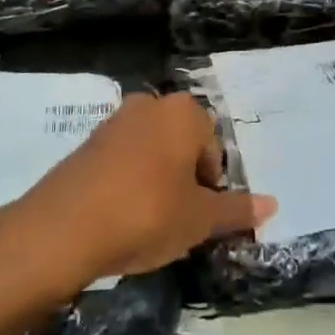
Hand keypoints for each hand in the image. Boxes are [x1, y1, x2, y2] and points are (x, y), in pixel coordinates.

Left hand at [6, 93, 275, 292]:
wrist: (62, 229)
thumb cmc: (146, 214)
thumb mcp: (199, 219)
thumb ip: (237, 210)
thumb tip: (272, 205)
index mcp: (184, 112)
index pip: (213, 149)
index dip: (211, 187)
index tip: (199, 217)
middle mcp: (150, 105)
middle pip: (182, 146)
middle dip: (184, 180)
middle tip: (177, 220)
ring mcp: (114, 121)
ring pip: (151, 152)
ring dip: (156, 181)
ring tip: (148, 223)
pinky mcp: (86, 143)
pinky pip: (122, 161)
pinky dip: (127, 184)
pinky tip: (119, 217)